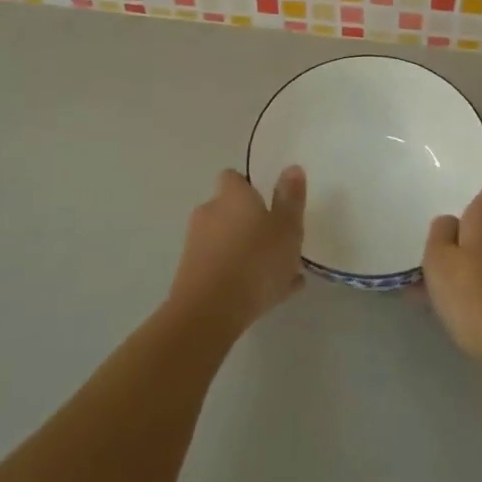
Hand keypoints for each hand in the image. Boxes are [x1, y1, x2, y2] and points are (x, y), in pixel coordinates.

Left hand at [168, 168, 306, 335]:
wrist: (209, 313)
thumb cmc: (255, 261)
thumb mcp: (287, 228)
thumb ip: (291, 198)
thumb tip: (291, 168)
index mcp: (231, 195)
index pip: (234, 178)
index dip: (250, 188)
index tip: (270, 203)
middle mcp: (208, 213)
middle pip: (230, 211)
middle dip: (251, 224)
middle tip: (279, 243)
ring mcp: (196, 245)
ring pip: (228, 242)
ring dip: (248, 252)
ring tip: (280, 276)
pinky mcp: (190, 276)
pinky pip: (222, 269)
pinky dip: (240, 276)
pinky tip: (267, 296)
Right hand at [422, 173, 481, 373]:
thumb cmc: (470, 291)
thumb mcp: (436, 258)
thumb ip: (440, 230)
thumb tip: (450, 221)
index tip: (465, 173)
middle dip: (479, 206)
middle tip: (451, 209)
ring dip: (477, 238)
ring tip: (445, 252)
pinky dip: (479, 265)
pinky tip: (454, 287)